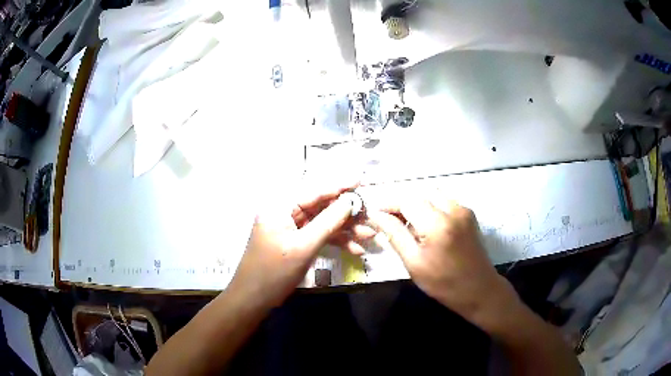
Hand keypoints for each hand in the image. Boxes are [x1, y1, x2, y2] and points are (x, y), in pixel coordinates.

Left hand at [228, 181, 374, 308]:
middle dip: (347, 213)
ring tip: (369, 236)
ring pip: (322, 222)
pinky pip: (318, 236)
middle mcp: (285, 212)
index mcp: (280, 206)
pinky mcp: (295, 242)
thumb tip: (350, 201)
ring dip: (345, 230)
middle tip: (370, 216)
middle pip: (321, 206)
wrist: (254, 299)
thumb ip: (328, 222)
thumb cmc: (274, 271)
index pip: (314, 191)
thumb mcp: (304, 246)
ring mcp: (290, 228)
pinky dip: (335, 242)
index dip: (339, 186)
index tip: (361, 181)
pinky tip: (355, 250)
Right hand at [366, 199, 517, 328]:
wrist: (479, 289)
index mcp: (437, 224)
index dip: (388, 204)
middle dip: (402, 203)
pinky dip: (431, 207)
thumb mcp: (414, 263)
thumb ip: (394, 235)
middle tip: (391, 221)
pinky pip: (444, 201)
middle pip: (419, 193)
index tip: (375, 214)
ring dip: (417, 204)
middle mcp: (452, 209)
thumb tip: (376, 216)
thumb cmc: (443, 283)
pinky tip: (428, 226)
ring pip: (432, 194)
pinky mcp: (469, 214)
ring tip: (409, 224)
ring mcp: (463, 209)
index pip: (406, 200)